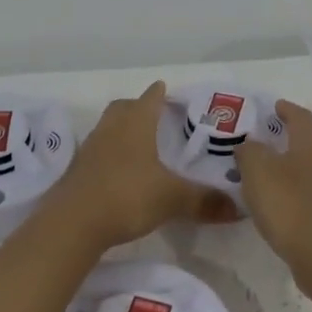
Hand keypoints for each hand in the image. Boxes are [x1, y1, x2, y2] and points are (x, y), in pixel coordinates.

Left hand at [51, 82, 242, 248]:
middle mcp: (110, 130)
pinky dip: (109, 156)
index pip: (149, 99)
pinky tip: (120, 173)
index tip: (166, 89)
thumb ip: (204, 201)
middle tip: (153, 115)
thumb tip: (238, 208)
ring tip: (139, 145)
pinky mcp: (77, 173)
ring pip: (107, 130)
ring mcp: (89, 150)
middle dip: (136, 108)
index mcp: (135, 124)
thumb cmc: (127, 196)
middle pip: (122, 108)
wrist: (73, 223)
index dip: (159, 94)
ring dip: (121, 131)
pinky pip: (97, 154)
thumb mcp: (172, 199)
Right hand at [235, 100, 311, 277]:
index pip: (301, 117)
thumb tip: (251, 145)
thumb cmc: (288, 204)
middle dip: (304, 137)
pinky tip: (310, 201)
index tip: (278, 107)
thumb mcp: (256, 171)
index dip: (288, 110)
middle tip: (285, 141)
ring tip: (302, 172)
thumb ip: (250, 152)